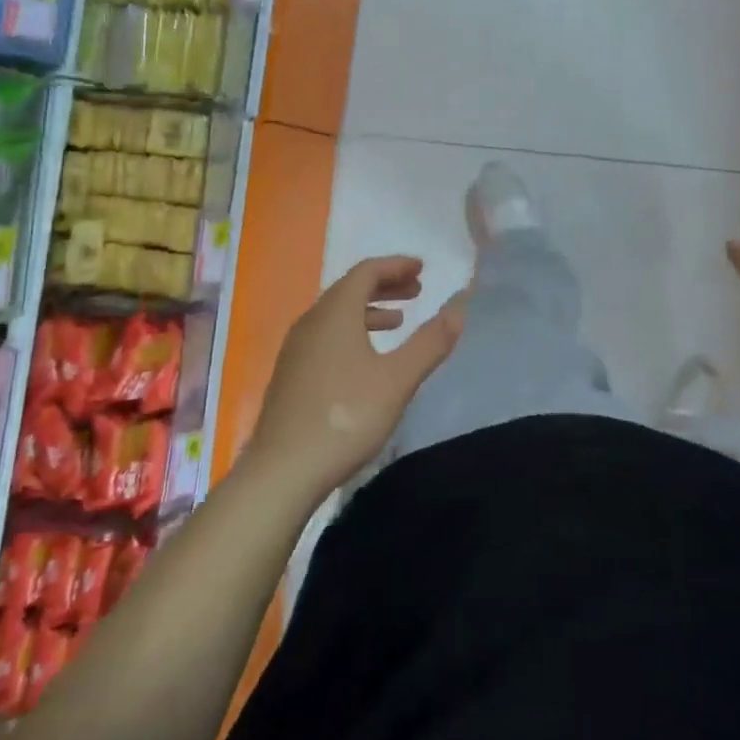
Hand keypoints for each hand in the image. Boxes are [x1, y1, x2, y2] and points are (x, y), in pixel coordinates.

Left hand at [245, 256, 463, 496]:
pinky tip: (366, 359)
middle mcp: (311, 322)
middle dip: (385, 285)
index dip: (395, 266)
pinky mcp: (290, 375)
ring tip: (398, 322)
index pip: (366, 272)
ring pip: (336, 314)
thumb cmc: (345, 417)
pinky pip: (326, 335)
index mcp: (335, 313)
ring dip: (369, 310)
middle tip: (417, 291)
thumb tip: (459, 308)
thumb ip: (430, 342)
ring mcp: (296, 349)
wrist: (281, 473)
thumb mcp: (398, 379)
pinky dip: (352, 331)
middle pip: (349, 289)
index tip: (421, 268)